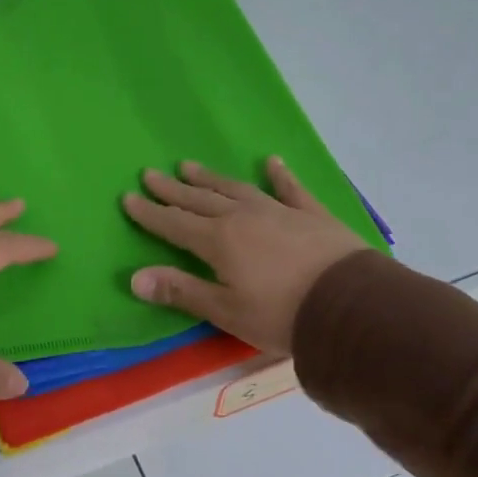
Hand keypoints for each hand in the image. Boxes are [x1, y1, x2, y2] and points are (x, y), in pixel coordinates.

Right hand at [122, 158, 368, 355]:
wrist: (349, 307)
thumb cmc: (280, 315)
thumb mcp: (225, 311)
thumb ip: (181, 291)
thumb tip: (135, 278)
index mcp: (218, 241)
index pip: (174, 223)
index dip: (150, 212)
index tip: (128, 198)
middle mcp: (242, 217)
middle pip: (200, 199)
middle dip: (173, 189)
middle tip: (151, 173)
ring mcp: (278, 211)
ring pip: (236, 188)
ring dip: (211, 178)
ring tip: (189, 164)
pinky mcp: (311, 215)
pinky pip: (291, 189)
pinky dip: (280, 175)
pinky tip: (273, 161)